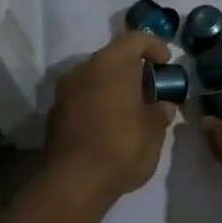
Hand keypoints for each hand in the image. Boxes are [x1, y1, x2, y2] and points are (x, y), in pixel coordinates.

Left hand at [45, 29, 174, 202]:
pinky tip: (109, 125)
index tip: (167, 62)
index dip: (154, 46)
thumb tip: (162, 105)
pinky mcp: (54, 114)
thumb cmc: (121, 147)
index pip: (135, 38)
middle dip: (133, 68)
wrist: (73, 184)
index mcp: (111, 64)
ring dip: (113, 86)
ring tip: (131, 108)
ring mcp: (65, 91)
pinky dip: (98, 102)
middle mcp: (84, 69)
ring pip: (95, 77)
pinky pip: (82, 97)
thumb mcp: (154, 131)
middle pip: (112, 56)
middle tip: (151, 87)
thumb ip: (160, 111)